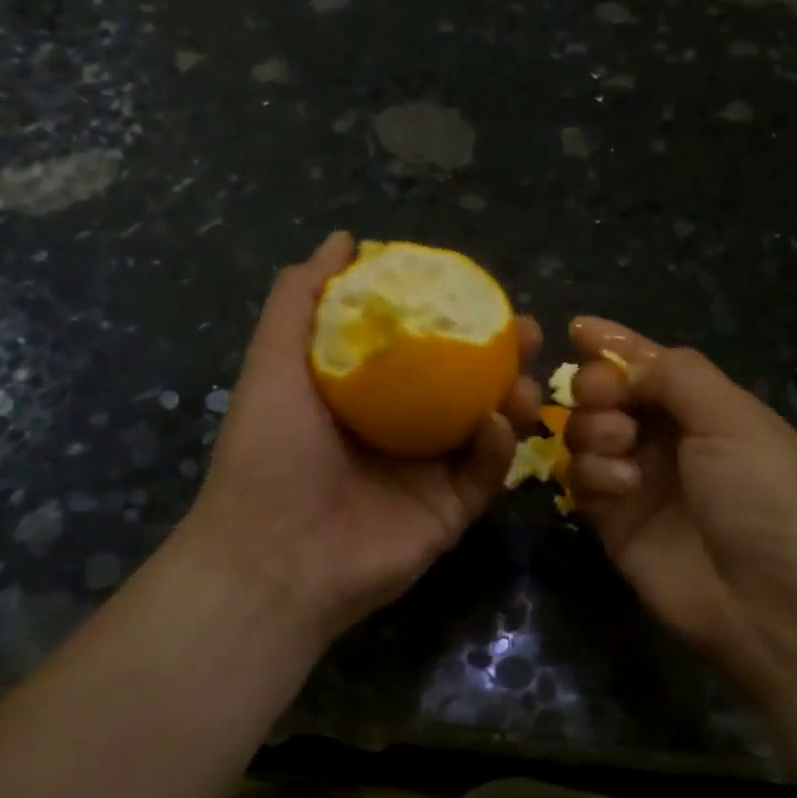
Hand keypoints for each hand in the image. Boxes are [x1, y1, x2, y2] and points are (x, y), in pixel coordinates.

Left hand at [180, 233, 541, 641]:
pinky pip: (487, 474)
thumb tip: (344, 238)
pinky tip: (500, 423)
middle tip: (526, 332)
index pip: (425, 347)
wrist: (272, 559)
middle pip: (468, 384)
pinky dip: (500, 447)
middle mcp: (405, 429)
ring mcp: (431, 473)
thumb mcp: (275, 362)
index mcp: (369, 395)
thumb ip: (302, 298)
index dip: (457, 318)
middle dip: (503, 356)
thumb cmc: (270, 452)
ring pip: (489, 427)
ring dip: (515, 398)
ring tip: (526, 377)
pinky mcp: (451, 513)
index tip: (484, 293)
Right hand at [564, 318, 796, 687]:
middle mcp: (666, 437)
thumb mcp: (732, 418)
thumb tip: (619, 358)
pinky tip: (621, 489)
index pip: (648, 362)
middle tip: (606, 398)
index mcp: (703, 406)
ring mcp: (637, 479)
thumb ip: (674, 374)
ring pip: (585, 433)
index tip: (578, 330)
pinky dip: (592, 475)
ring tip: (621, 447)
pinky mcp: (613, 521)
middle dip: (597, 387)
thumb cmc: (764, 495)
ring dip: (594, 430)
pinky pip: (580, 480)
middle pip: (606, 393)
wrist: (774, 605)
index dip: (614, 345)